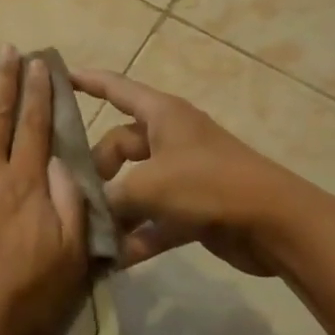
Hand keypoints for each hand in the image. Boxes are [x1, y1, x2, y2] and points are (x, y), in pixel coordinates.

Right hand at [72, 69, 284, 275]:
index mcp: (161, 115)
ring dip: (117, 208)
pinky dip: (139, 235)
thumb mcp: (149, 186)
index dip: (88, 81)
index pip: (116, 88)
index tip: (59, 76)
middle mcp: (170, 138)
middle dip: (98, 168)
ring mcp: (183, 174)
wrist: (274, 223)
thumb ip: (111, 198)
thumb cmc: (208, 184)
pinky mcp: (194, 208)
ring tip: (89, 230)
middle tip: (77, 193)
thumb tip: (86, 210)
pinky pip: (156, 218)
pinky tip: (118, 258)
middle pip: (120, 144)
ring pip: (136, 185)